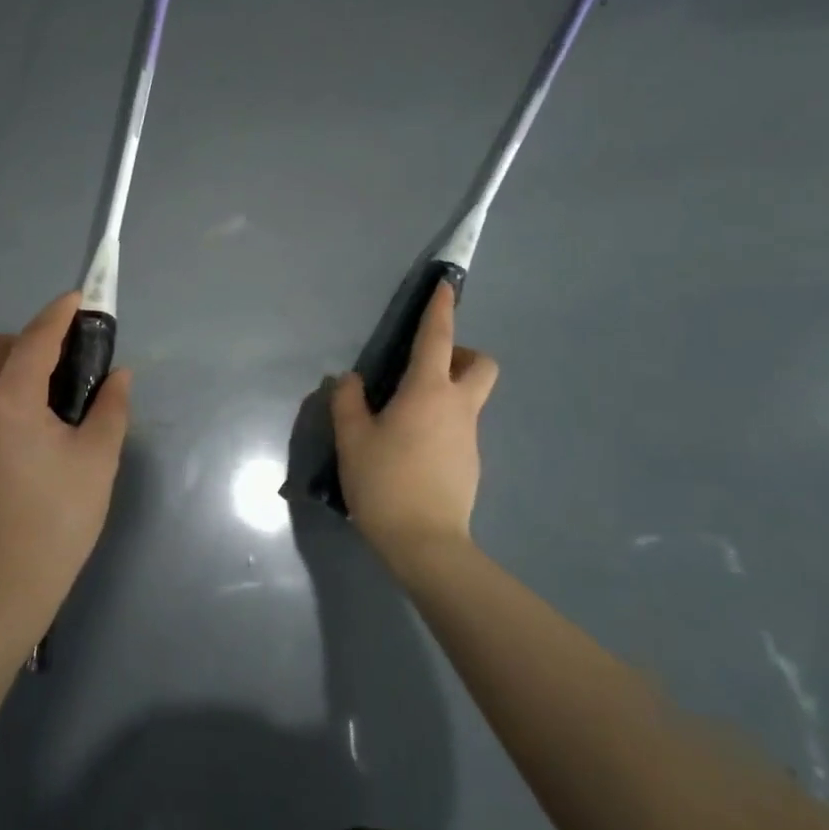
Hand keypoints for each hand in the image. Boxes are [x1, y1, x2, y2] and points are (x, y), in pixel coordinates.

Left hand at [0, 291, 131, 643]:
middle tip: (63, 360)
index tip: (79, 298)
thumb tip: (118, 375)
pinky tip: (27, 433)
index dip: (59, 314)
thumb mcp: (97, 461)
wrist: (0, 589)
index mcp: (8, 402)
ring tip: (49, 397)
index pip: (35, 340)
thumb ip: (110, 408)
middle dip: (24, 339)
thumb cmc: (57, 521)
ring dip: (8, 367)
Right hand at [332, 282, 497, 574]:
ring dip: (446, 393)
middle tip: (425, 368)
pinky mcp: (470, 464)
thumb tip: (351, 381)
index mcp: (428, 392)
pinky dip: (441, 425)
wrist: (426, 543)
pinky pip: (459, 429)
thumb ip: (348, 402)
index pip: (438, 338)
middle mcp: (457, 407)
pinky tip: (411, 452)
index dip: (441, 309)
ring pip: (469, 398)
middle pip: (480, 365)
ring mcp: (469, 437)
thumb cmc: (385, 482)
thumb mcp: (353, 440)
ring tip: (403, 418)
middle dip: (461, 354)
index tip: (446, 287)